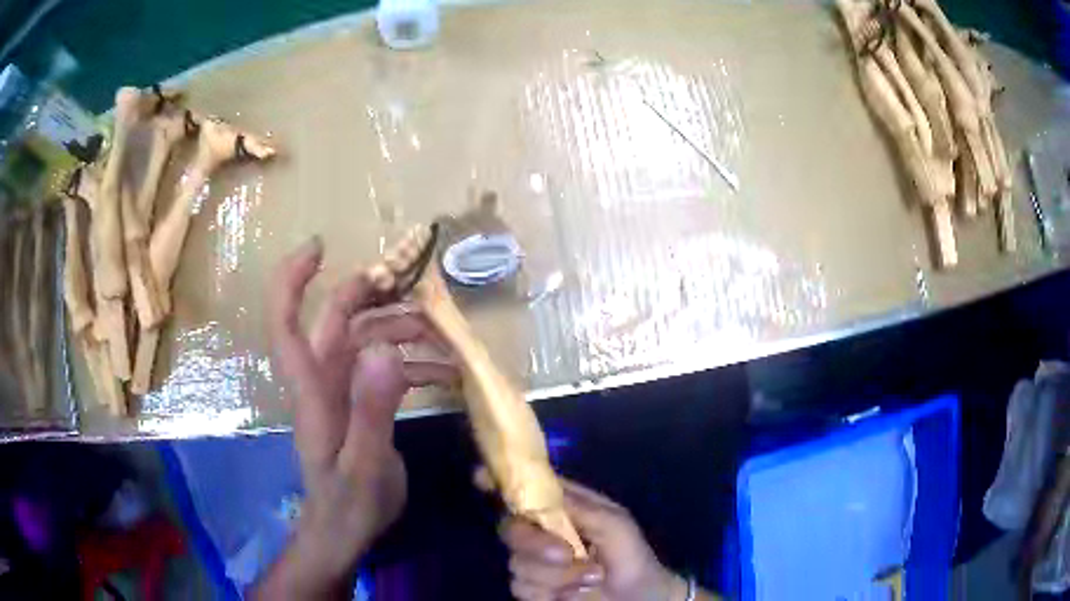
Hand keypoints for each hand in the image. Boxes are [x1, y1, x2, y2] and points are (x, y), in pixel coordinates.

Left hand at [253, 237, 457, 598]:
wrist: (345, 530)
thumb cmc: (347, 503)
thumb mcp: (363, 464)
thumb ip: (371, 409)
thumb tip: (385, 347)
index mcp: (312, 388)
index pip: (286, 320)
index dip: (293, 278)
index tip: (319, 246)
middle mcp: (323, 377)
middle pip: (338, 316)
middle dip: (373, 293)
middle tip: (417, 288)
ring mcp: (344, 387)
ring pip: (369, 336)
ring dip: (404, 329)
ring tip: (445, 340)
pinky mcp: (363, 400)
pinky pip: (387, 364)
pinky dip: (415, 360)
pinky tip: (447, 373)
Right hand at [500, 480, 688, 600]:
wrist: (639, 598)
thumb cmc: (631, 554)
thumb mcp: (614, 524)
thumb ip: (579, 507)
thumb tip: (544, 491)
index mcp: (561, 510)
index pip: (523, 491)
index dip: (498, 481)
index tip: (479, 478)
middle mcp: (541, 533)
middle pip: (510, 529)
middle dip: (535, 544)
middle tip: (566, 555)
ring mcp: (535, 564)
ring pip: (517, 565)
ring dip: (557, 576)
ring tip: (591, 577)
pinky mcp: (534, 591)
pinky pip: (524, 590)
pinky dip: (554, 593)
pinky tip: (579, 593)